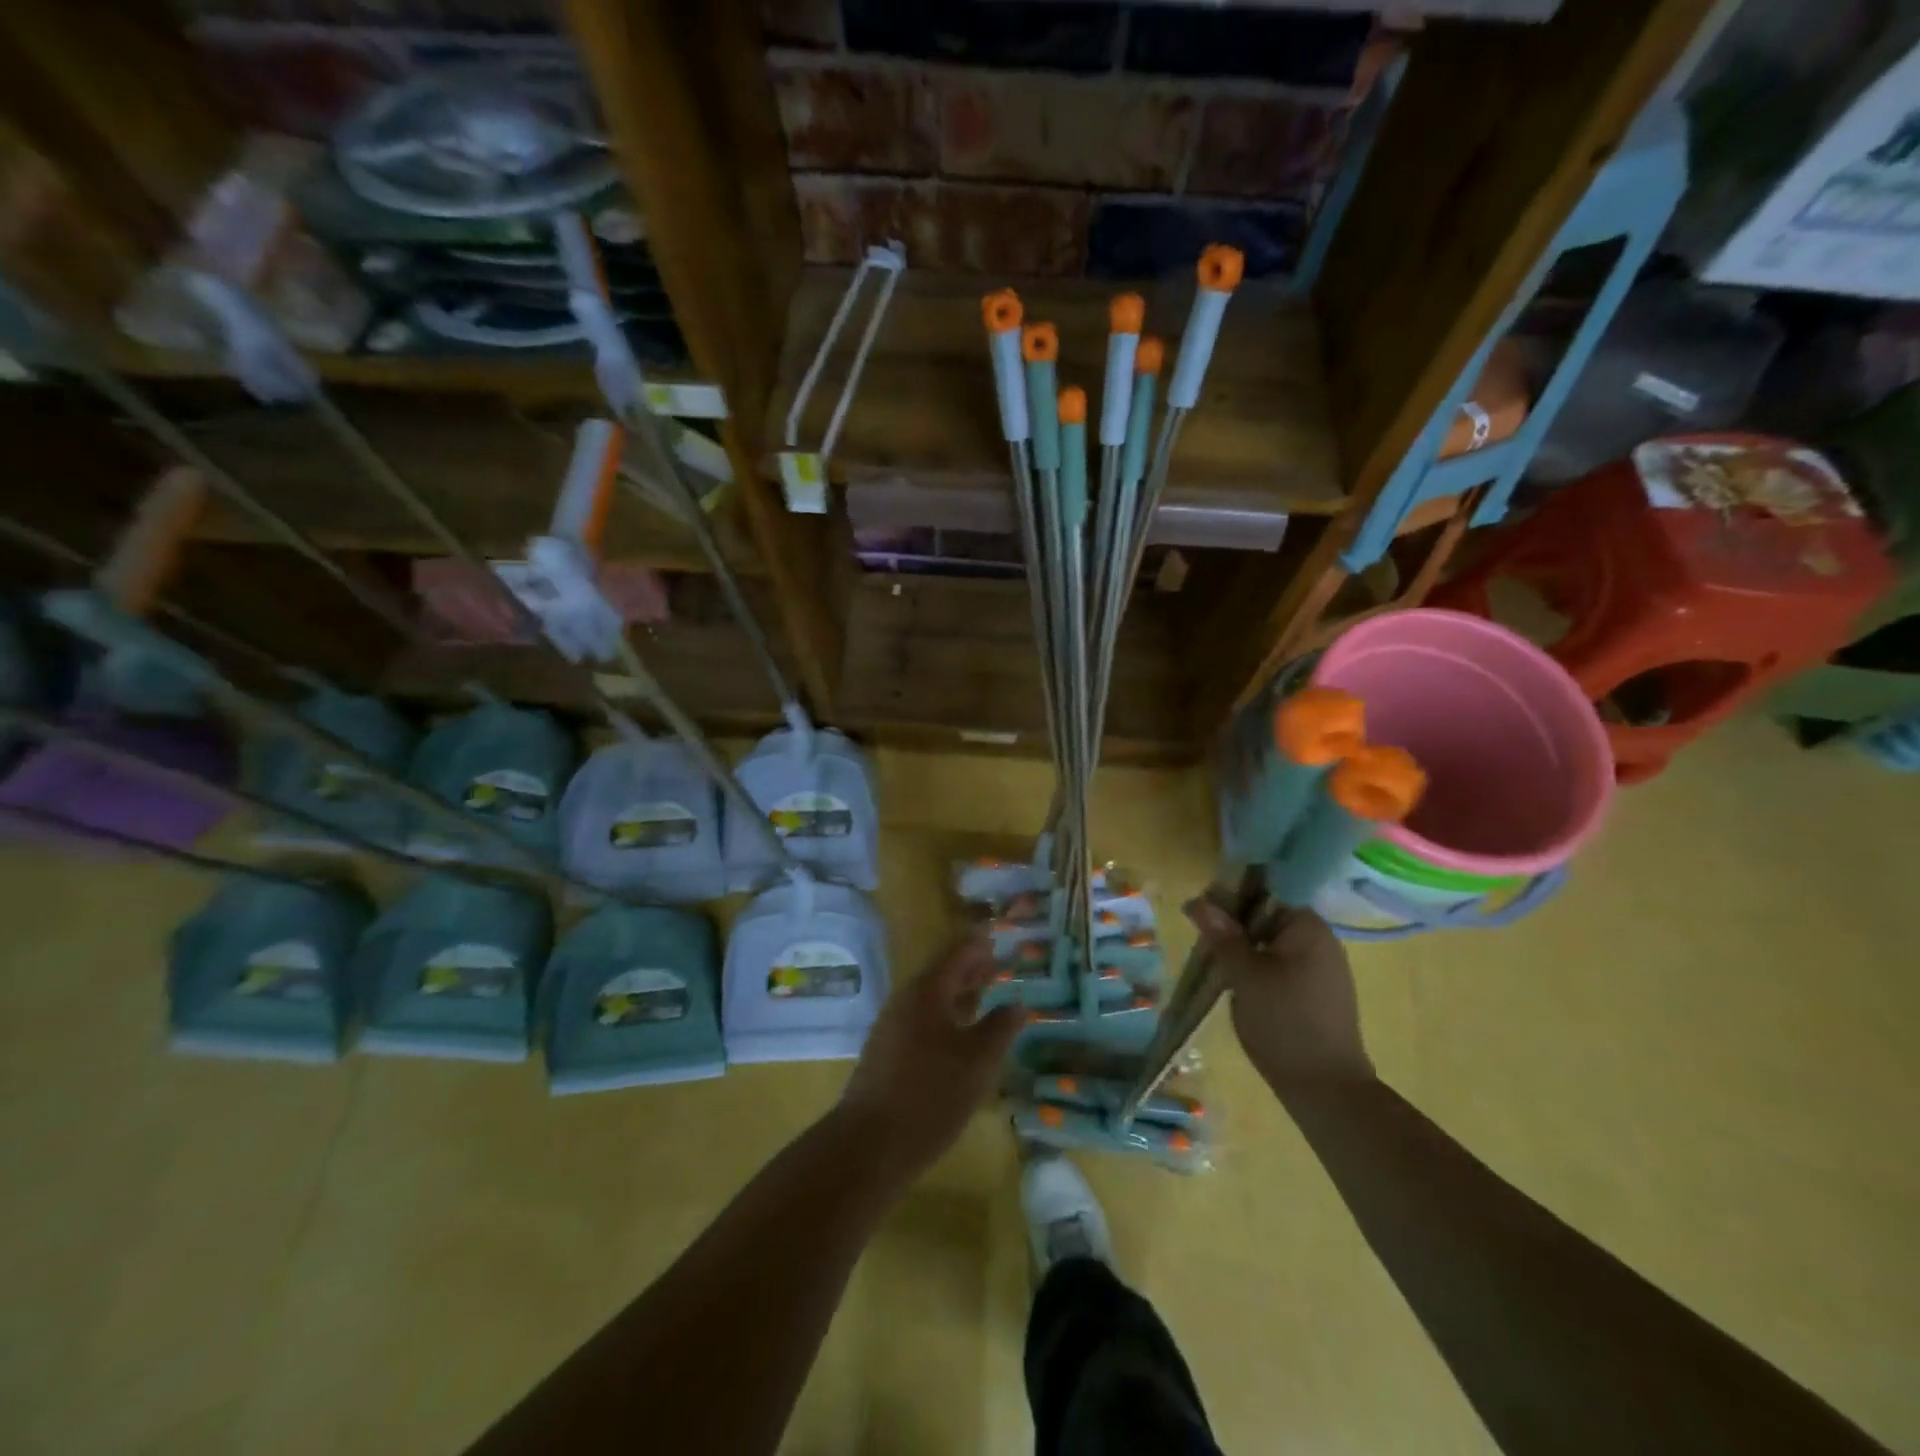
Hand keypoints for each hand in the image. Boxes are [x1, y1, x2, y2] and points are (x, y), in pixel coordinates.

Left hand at [837, 934, 1022, 1178]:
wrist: (869, 1144)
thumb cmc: (931, 1094)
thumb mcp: (978, 1061)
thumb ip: (1000, 1028)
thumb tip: (1017, 1004)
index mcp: (927, 991)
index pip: (956, 954)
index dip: (978, 946)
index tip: (996, 937)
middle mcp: (906, 1001)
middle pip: (941, 974)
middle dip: (969, 969)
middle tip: (996, 964)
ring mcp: (892, 1027)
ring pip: (931, 1000)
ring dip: (958, 995)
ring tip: (984, 996)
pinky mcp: (886, 1054)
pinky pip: (921, 1021)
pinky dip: (945, 1017)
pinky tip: (959, 1037)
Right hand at [1185, 898, 1373, 1086]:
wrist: (1326, 1089)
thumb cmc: (1284, 1022)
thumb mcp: (1245, 975)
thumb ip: (1222, 934)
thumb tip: (1196, 900)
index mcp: (1308, 926)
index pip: (1267, 890)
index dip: (1233, 895)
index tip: (1205, 910)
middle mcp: (1320, 940)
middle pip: (1268, 915)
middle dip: (1235, 923)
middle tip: (1205, 940)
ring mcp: (1322, 967)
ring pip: (1272, 941)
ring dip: (1244, 947)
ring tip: (1217, 962)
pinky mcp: (1317, 991)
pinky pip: (1281, 963)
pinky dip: (1258, 966)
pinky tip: (1239, 984)